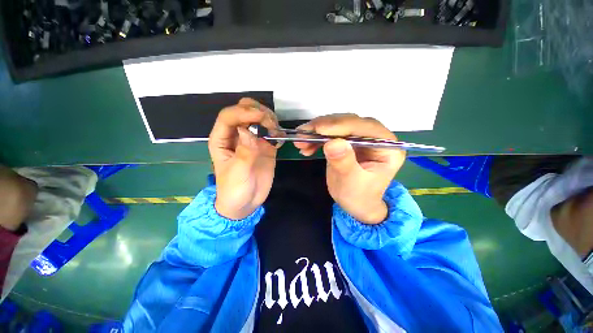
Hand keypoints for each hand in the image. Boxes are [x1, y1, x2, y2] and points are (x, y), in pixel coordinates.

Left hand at [209, 98, 278, 219]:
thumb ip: (244, 152)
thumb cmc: (234, 190)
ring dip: (269, 119)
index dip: (243, 112)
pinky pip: (271, 131)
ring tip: (276, 132)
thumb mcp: (237, 173)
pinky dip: (277, 131)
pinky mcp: (265, 146)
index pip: (229, 116)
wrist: (246, 203)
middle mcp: (237, 135)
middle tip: (270, 123)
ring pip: (259, 117)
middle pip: (243, 109)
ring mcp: (252, 140)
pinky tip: (281, 139)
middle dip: (257, 111)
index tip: (261, 117)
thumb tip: (248, 131)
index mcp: (222, 139)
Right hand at [294, 114, 404, 223]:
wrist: (356, 204)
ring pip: (337, 125)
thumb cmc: (358, 197)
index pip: (364, 128)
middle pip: (349, 122)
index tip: (318, 129)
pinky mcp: (348, 141)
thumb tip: (332, 143)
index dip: (340, 126)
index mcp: (387, 147)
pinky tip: (306, 146)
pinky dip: (316, 138)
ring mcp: (361, 138)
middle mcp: (376, 137)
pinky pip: (331, 134)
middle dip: (324, 127)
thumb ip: (344, 163)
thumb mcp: (351, 183)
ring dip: (316, 132)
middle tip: (302, 134)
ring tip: (300, 141)